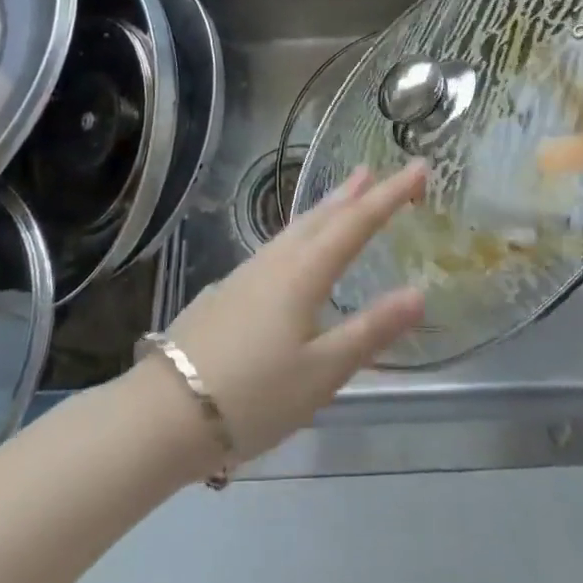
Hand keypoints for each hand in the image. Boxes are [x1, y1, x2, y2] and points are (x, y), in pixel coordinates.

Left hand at [158, 162, 427, 463]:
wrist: (163, 414)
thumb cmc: (253, 396)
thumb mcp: (322, 373)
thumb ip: (370, 331)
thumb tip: (419, 292)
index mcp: (304, 273)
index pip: (357, 223)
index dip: (391, 195)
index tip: (420, 168)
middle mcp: (276, 261)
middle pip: (322, 216)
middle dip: (354, 193)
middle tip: (375, 171)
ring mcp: (247, 273)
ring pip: (295, 228)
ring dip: (325, 208)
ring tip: (343, 195)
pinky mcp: (228, 291)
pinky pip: (277, 246)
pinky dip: (300, 232)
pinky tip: (295, 249)